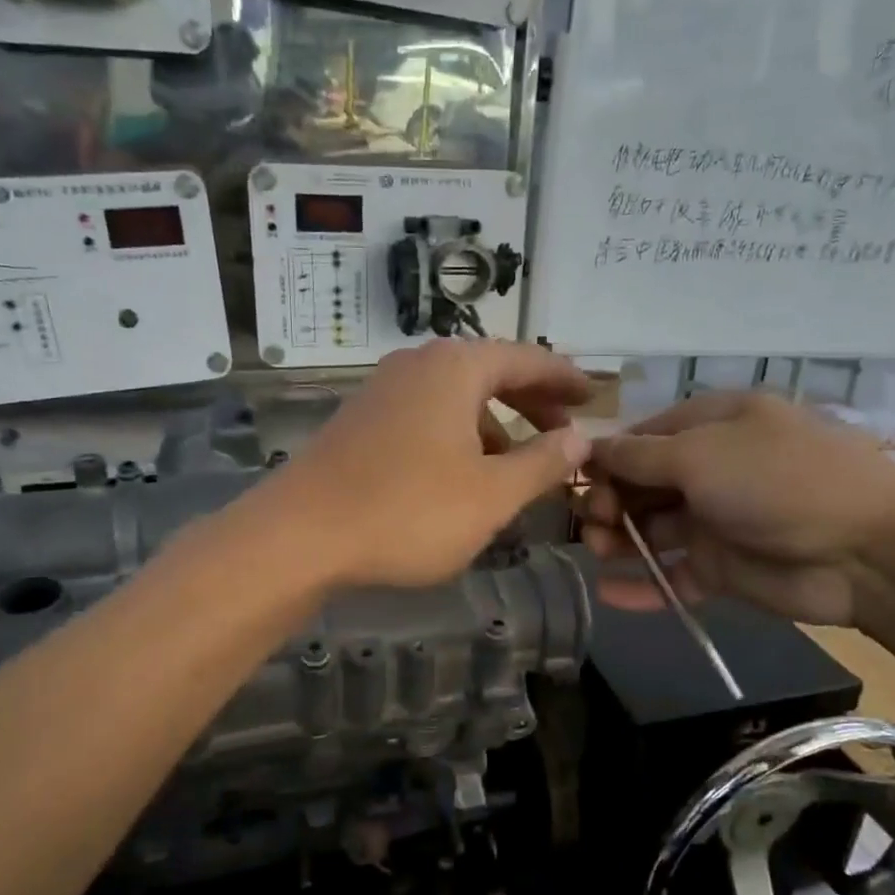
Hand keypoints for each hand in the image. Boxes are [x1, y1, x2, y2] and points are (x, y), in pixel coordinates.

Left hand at [264, 340, 592, 588]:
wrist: (299, 535)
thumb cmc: (408, 511)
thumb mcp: (491, 495)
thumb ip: (542, 463)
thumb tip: (579, 438)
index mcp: (456, 368)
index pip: (528, 359)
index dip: (566, 379)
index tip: (596, 397)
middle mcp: (418, 365)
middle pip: (491, 373)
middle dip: (532, 403)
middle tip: (564, 431)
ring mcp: (383, 391)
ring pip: (456, 399)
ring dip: (494, 426)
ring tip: (518, 467)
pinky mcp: (361, 421)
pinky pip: (426, 417)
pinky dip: (458, 437)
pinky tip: (462, 478)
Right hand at [582, 391, 894, 627]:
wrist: (867, 552)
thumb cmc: (777, 481)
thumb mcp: (700, 454)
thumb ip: (639, 457)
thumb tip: (591, 447)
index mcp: (713, 426)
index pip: (644, 438)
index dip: (608, 458)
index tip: (577, 481)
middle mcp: (713, 469)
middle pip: (643, 485)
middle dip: (610, 501)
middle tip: (593, 523)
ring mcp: (718, 521)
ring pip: (653, 530)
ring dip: (620, 541)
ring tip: (597, 553)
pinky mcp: (725, 570)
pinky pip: (675, 575)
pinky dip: (645, 586)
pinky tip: (609, 595)